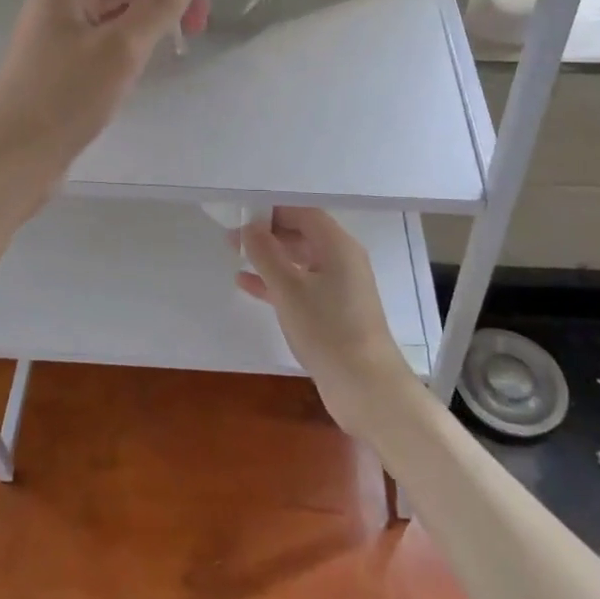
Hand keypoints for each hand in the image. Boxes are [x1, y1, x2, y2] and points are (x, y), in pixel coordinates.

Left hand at [0, 0, 206, 214]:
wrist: (13, 156)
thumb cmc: (66, 95)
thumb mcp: (120, 48)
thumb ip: (156, 7)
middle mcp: (59, 4)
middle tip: (204, 11)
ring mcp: (58, 37)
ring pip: (113, 13)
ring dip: (151, 15)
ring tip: (188, 31)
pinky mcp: (62, 68)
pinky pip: (105, 39)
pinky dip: (133, 38)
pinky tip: (153, 53)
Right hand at [236, 207, 416, 435]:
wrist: (365, 387)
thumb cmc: (327, 329)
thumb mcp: (288, 289)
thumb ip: (265, 254)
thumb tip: (249, 227)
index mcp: (338, 246)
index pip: (304, 214)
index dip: (273, 211)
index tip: (242, 214)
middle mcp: (342, 260)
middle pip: (303, 235)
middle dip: (268, 234)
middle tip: (233, 237)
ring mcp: (340, 288)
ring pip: (300, 262)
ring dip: (270, 258)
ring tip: (236, 256)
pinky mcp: (334, 312)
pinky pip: (301, 286)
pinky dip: (277, 283)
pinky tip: (247, 285)